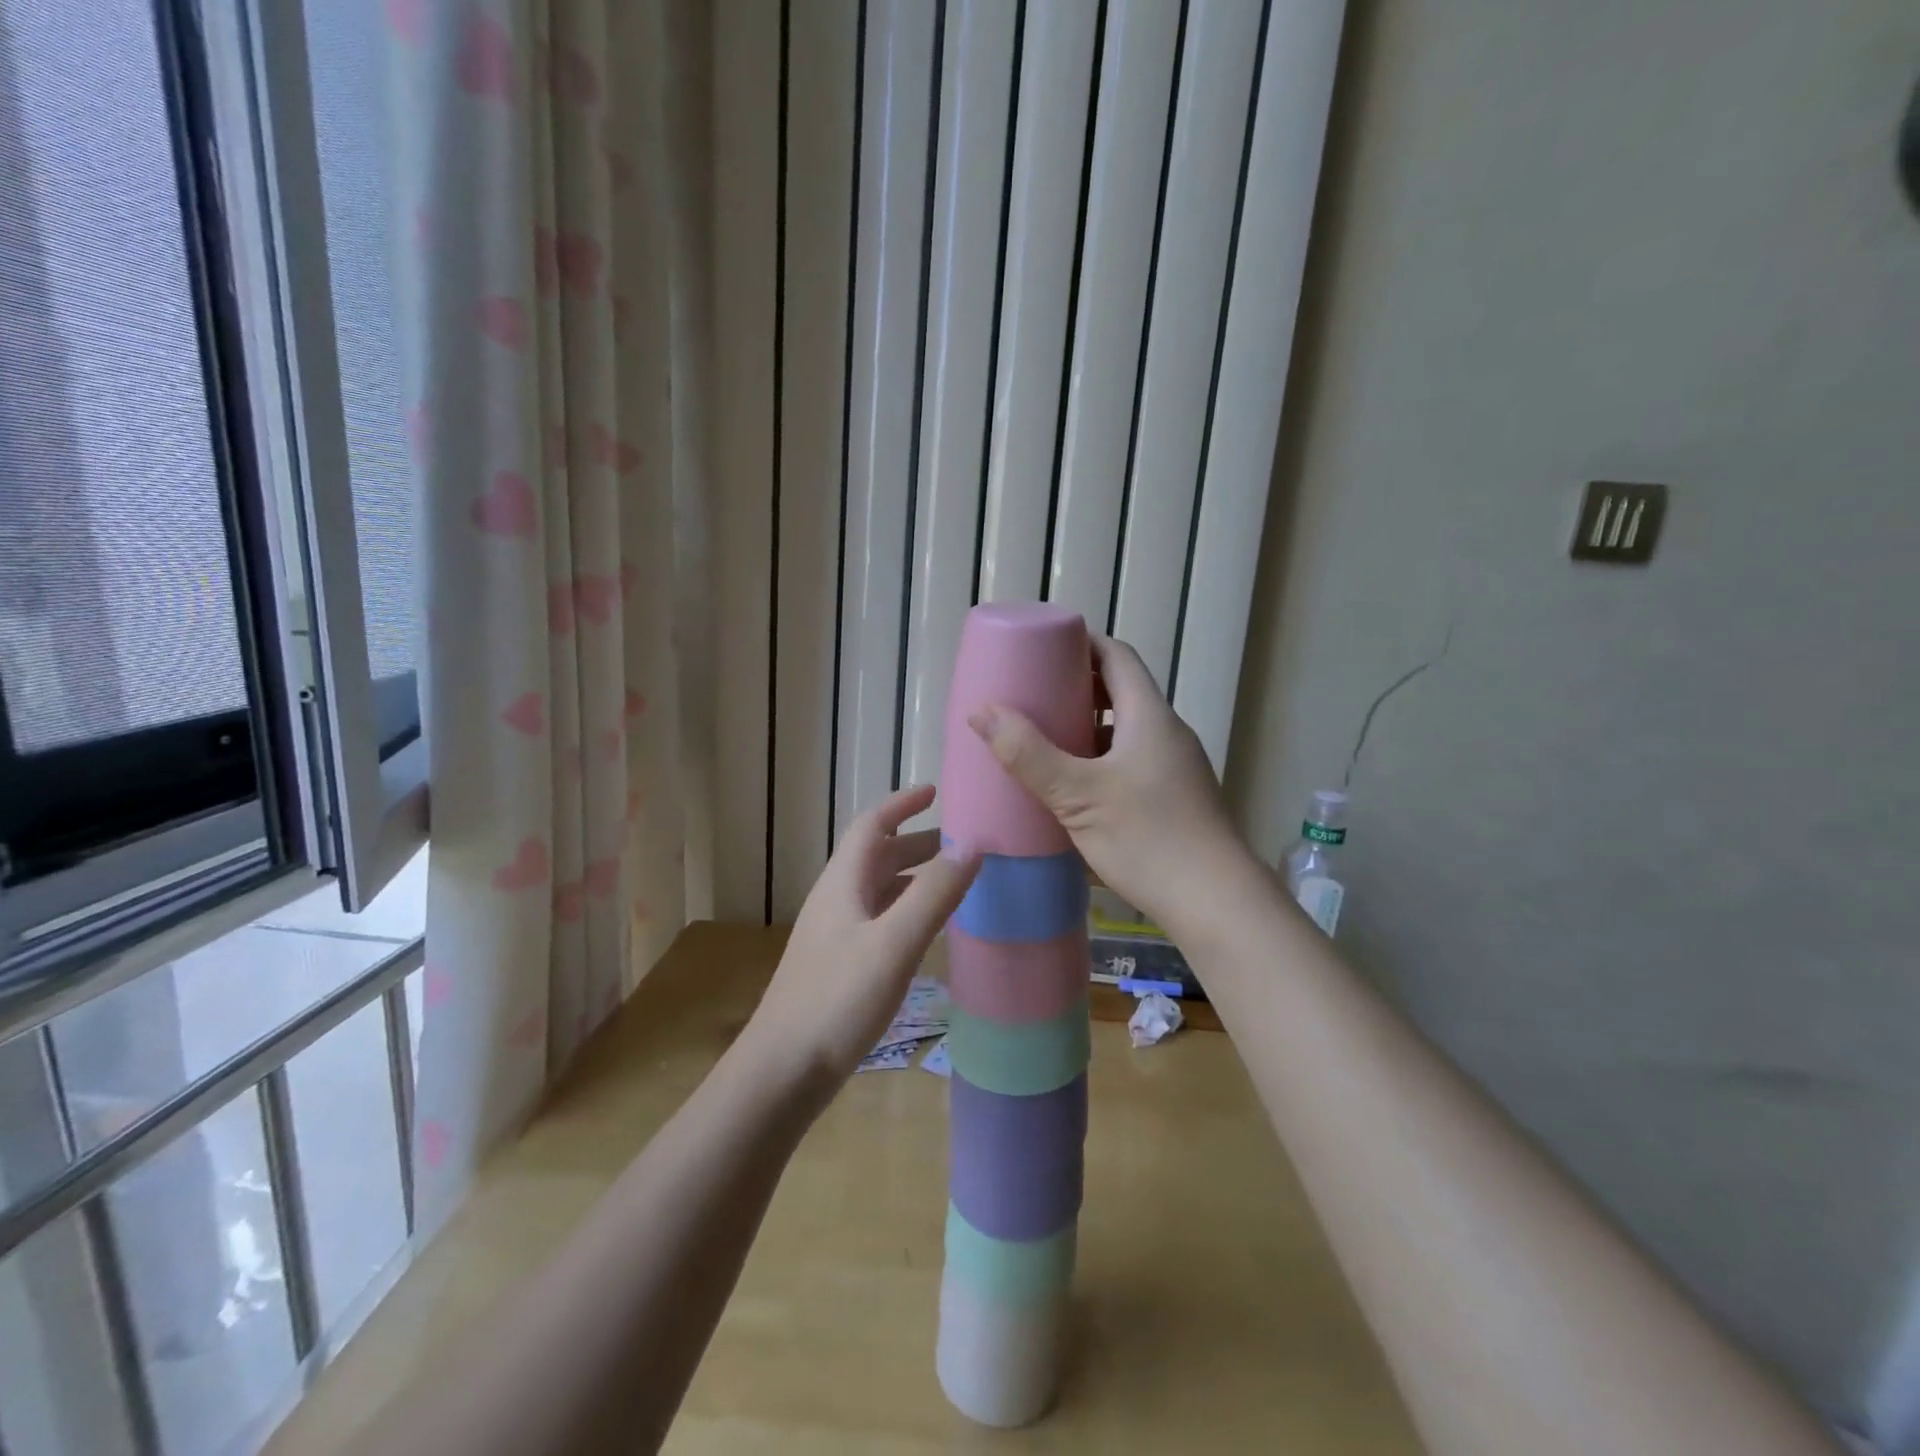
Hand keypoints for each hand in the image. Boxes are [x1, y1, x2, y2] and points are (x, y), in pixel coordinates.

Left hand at [746, 784, 980, 1087]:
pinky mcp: (839, 966)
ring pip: (878, 889)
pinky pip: (879, 919)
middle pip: (877, 856)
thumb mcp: (893, 943)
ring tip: (953, 879)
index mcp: (844, 883)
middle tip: (961, 841)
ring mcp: (835, 934)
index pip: (872, 825)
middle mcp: (837, 900)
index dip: (903, 804)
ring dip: (913, 876)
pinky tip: (925, 929)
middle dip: (916, 841)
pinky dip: (906, 909)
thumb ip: (934, 894)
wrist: (781, 1072)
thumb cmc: (837, 1000)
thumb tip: (971, 845)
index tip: (936, 792)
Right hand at [968, 635, 1254, 934]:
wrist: (1216, 903)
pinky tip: (1073, 788)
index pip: (1117, 656)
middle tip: (1032, 696)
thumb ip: (1029, 754)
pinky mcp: (1173, 800)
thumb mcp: (1078, 795)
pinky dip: (1099, 761)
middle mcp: (1167, 733)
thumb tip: (982, 711)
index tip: (1042, 648)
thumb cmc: (1148, 838)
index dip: (1081, 643)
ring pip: (1125, 732)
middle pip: (1121, 691)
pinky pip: (1130, 762)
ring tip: (1043, 741)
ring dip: (1087, 728)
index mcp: (1150, 716)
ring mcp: (1174, 768)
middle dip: (1076, 688)